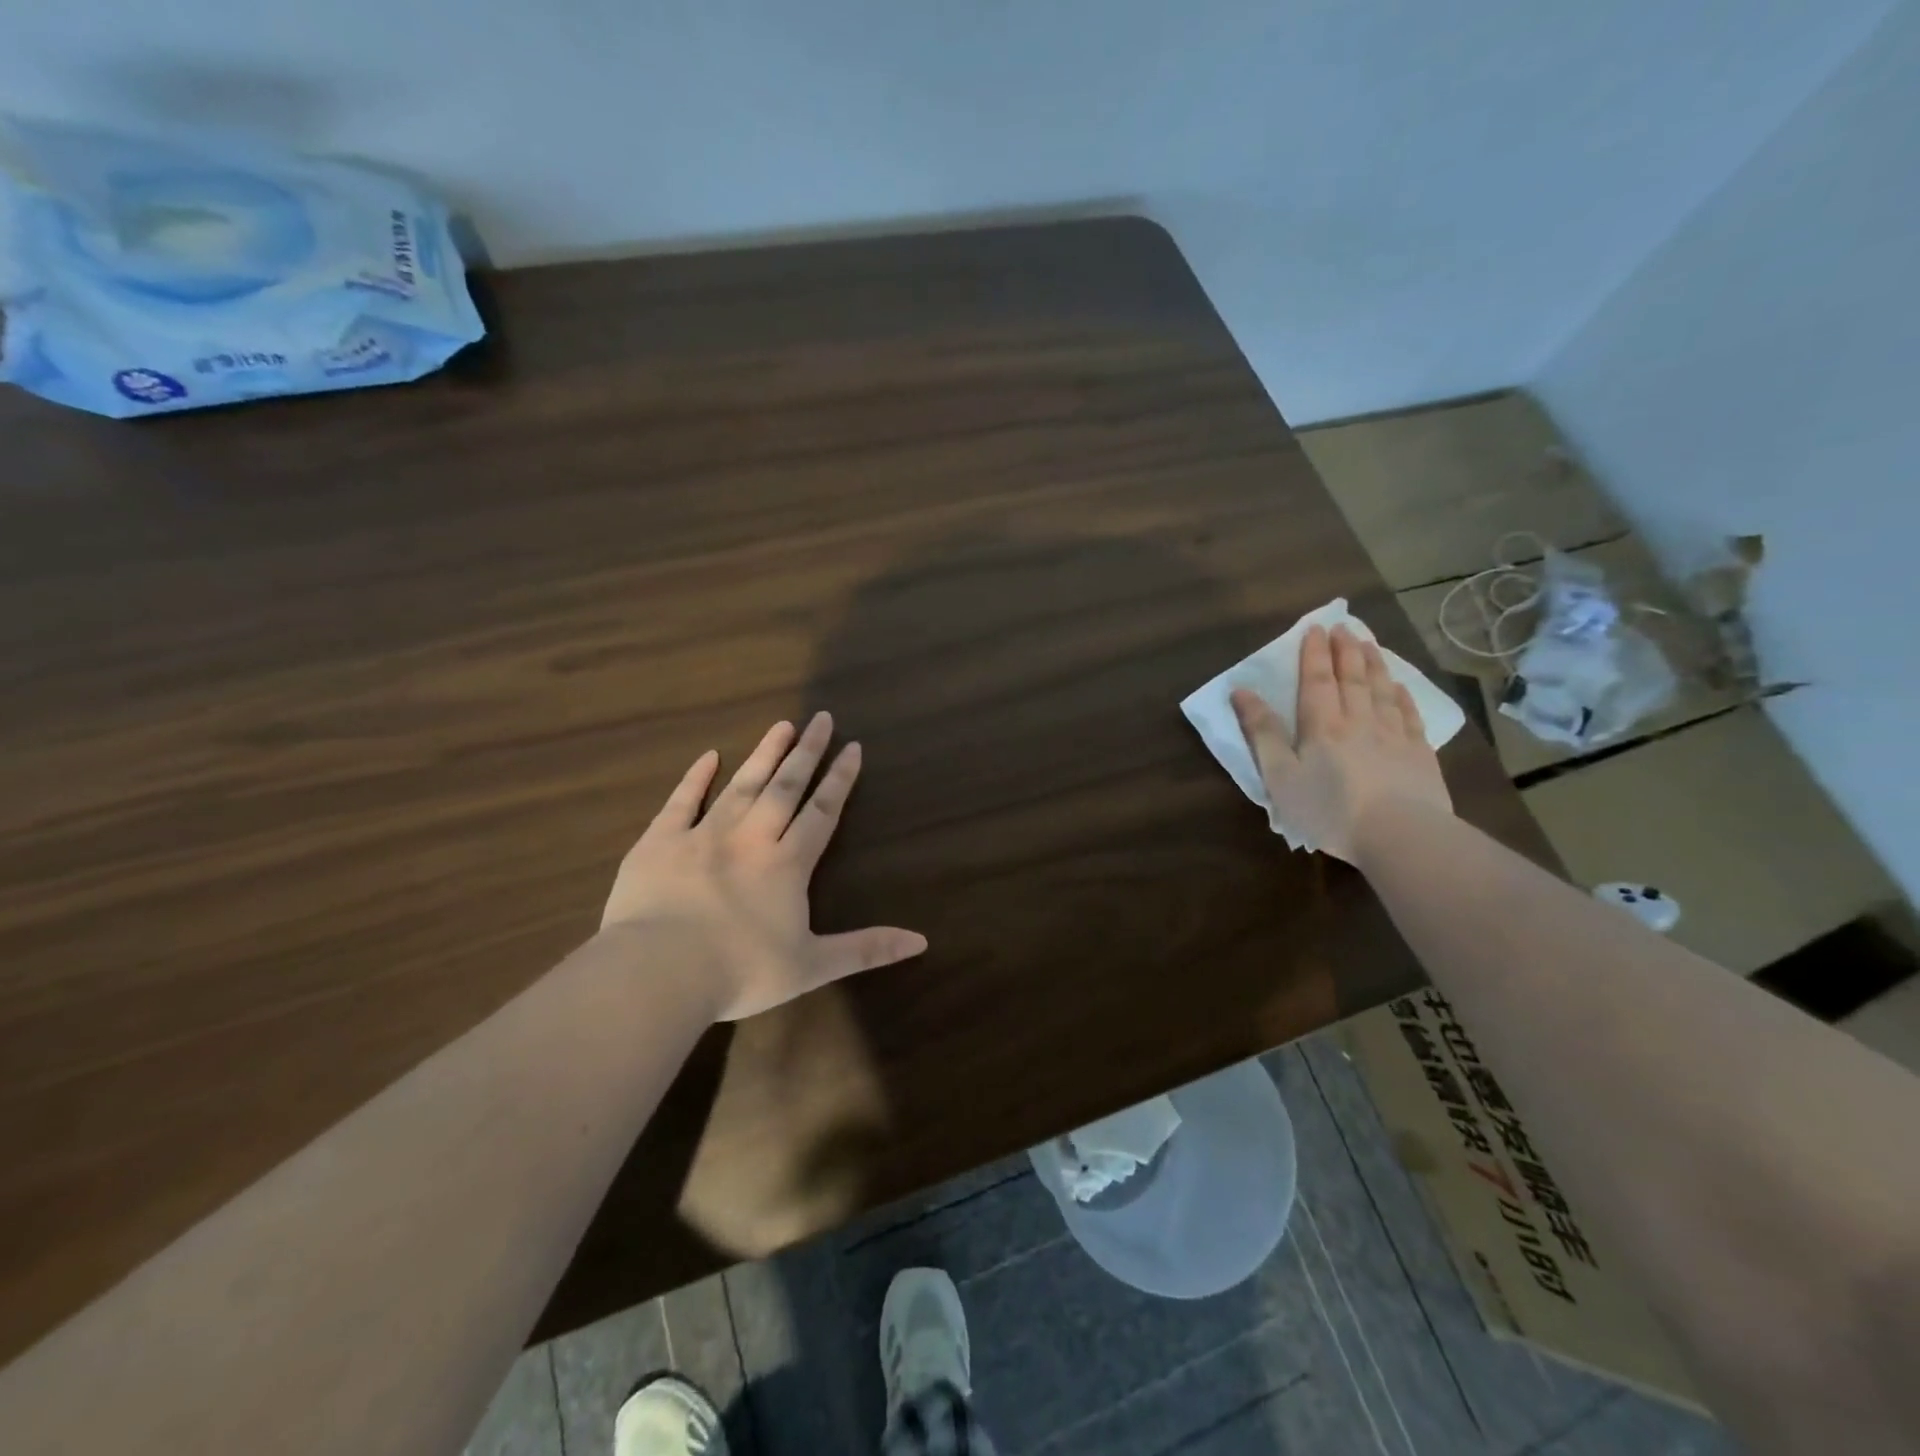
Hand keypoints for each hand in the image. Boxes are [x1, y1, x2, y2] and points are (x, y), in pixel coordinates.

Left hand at [601, 712, 927, 1020]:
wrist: (659, 973)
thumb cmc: (740, 971)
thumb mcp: (812, 966)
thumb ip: (866, 949)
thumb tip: (921, 941)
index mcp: (787, 864)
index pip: (822, 811)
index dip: (840, 779)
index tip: (853, 747)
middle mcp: (751, 837)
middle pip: (786, 786)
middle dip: (807, 752)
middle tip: (821, 718)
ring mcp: (703, 834)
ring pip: (742, 784)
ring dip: (764, 754)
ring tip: (782, 725)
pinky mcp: (660, 841)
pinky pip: (682, 800)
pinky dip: (696, 777)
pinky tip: (709, 756)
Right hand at [1230, 624, 1452, 863]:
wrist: (1400, 834)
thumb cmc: (1329, 809)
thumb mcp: (1280, 776)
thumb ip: (1262, 733)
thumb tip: (1241, 692)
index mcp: (1321, 726)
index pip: (1316, 680)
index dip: (1314, 654)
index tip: (1315, 628)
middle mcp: (1358, 721)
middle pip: (1351, 678)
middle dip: (1345, 650)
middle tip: (1344, 626)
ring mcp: (1393, 735)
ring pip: (1382, 690)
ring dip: (1374, 664)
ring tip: (1369, 643)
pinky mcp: (1419, 754)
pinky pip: (1410, 715)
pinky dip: (1403, 696)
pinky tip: (1400, 687)